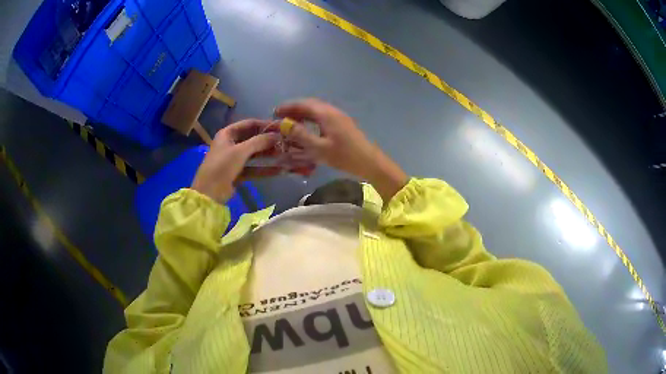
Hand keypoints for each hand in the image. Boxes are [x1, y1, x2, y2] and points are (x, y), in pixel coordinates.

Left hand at [191, 119, 279, 202]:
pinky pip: (253, 168)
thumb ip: (259, 142)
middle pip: (252, 139)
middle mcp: (230, 144)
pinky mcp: (237, 173)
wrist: (209, 193)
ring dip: (268, 154)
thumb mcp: (240, 151)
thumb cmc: (221, 166)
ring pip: (254, 154)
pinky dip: (264, 168)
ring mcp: (234, 159)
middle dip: (268, 141)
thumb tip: (277, 135)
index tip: (281, 127)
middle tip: (286, 142)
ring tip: (285, 155)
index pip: (249, 124)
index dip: (265, 124)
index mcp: (227, 134)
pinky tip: (279, 169)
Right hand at [274, 99, 407, 200]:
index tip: (275, 112)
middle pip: (310, 104)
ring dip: (303, 113)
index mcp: (326, 114)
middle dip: (294, 109)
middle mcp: (332, 111)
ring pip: (317, 109)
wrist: (370, 162)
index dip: (288, 107)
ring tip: (291, 123)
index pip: (303, 104)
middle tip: (281, 118)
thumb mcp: (319, 148)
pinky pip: (323, 115)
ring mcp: (339, 116)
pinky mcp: (343, 123)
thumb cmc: (344, 156)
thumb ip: (300, 135)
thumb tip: (284, 124)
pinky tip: (308, 128)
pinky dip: (311, 118)